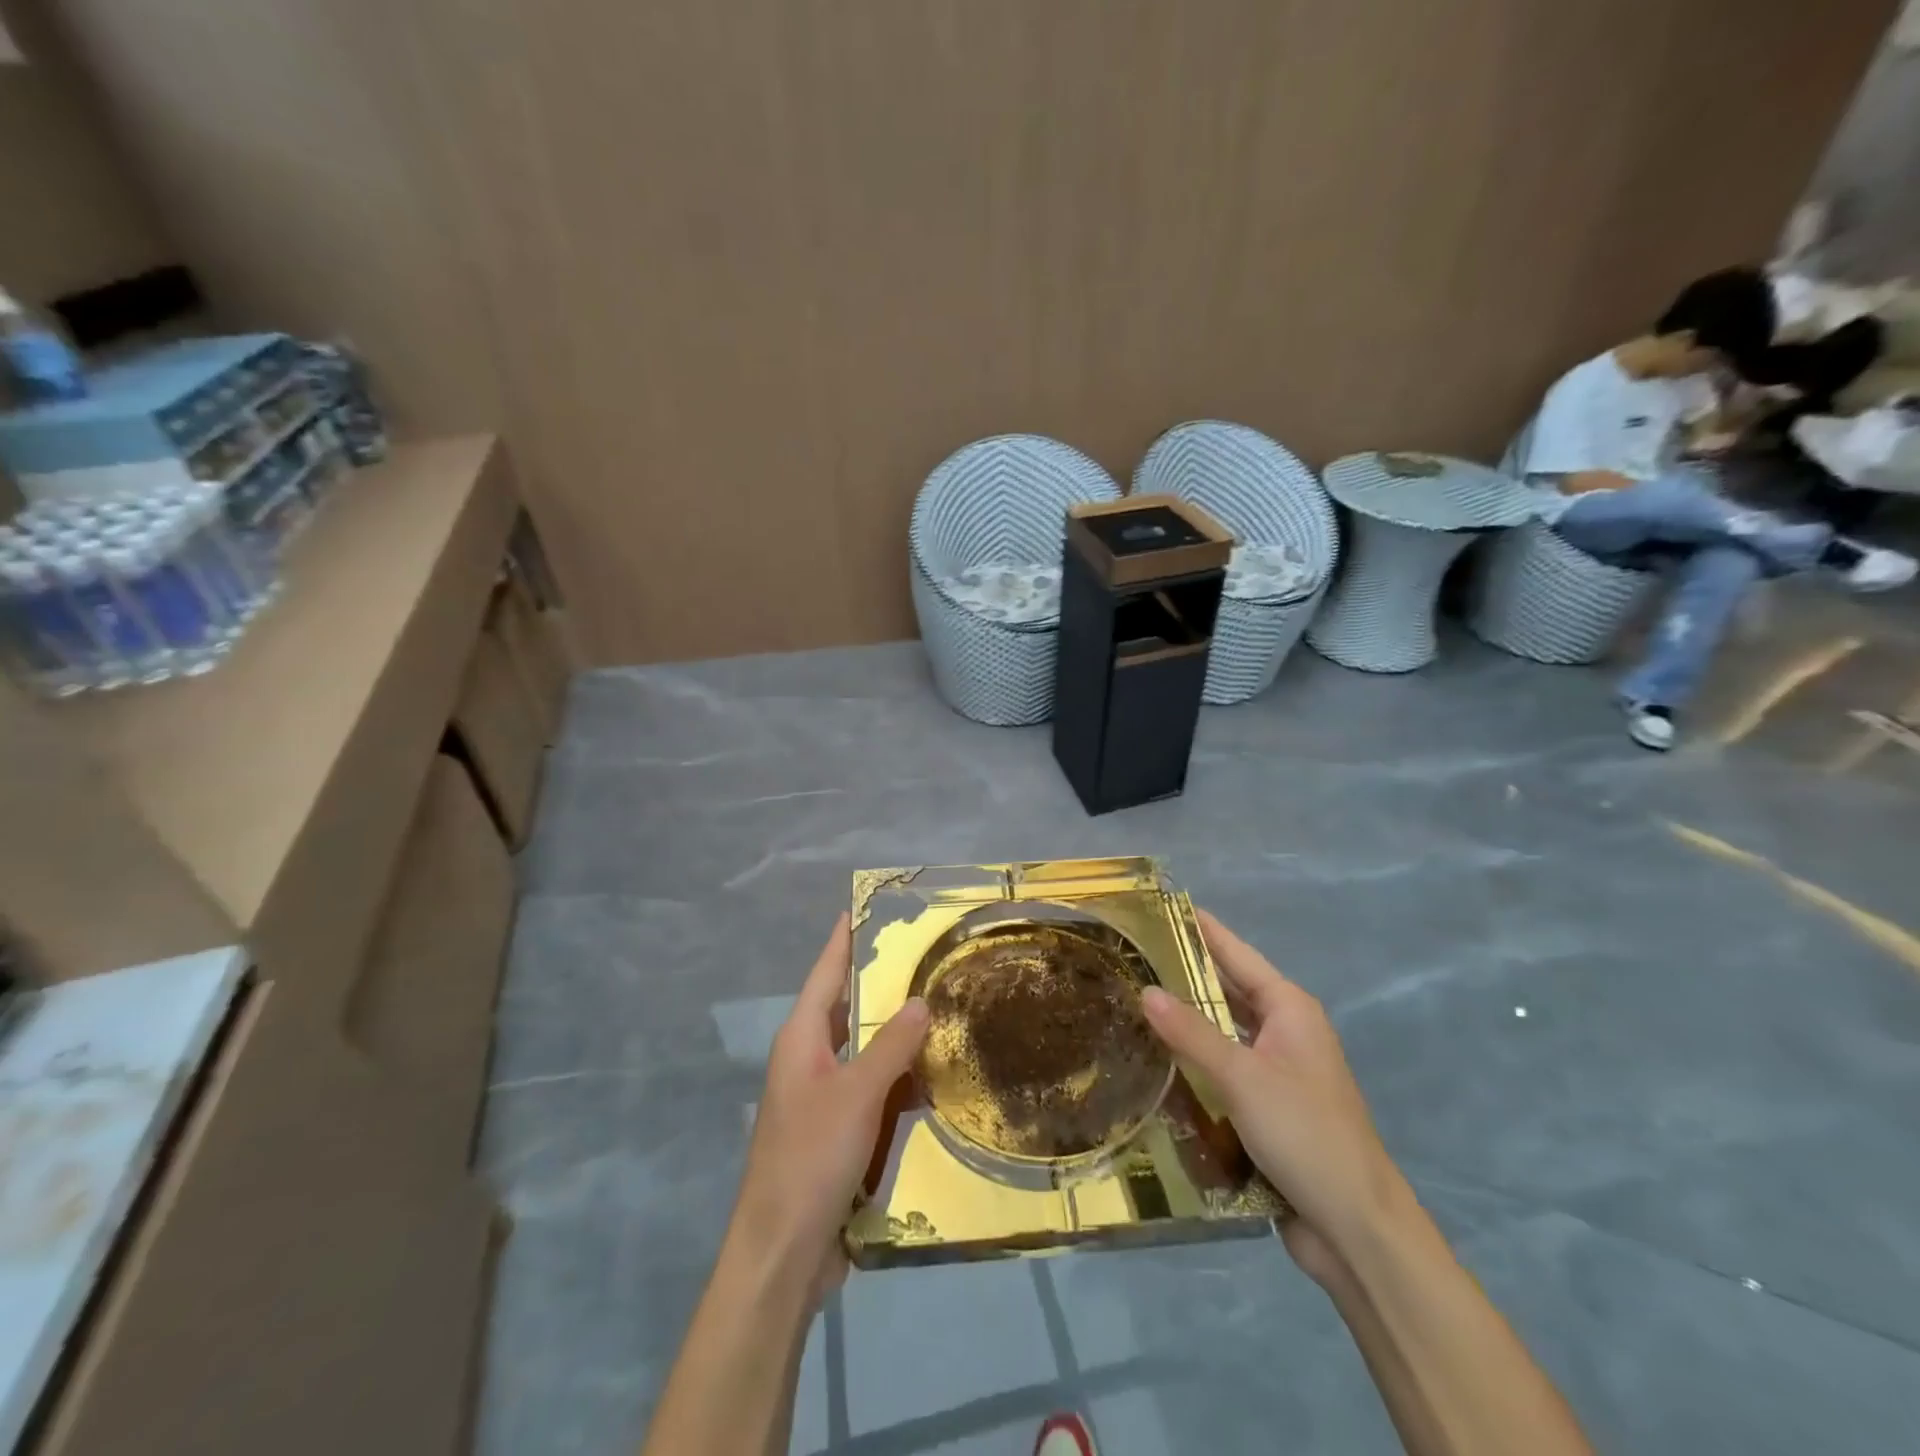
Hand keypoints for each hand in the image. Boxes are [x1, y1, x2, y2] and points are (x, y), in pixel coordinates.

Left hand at [729, 914, 928, 1302]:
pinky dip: (899, 1080)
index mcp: (802, 1039)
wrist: (782, 1253)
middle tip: (926, 958)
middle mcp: (809, 1059)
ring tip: (942, 1009)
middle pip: (848, 1009)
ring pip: (865, 1051)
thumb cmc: (811, 1157)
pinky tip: (934, 1077)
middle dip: (882, 985)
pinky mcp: (837, 1132)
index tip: (862, 908)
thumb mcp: (857, 1094)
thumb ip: (891, 1045)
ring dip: (897, 1036)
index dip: (844, 940)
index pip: (826, 973)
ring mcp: (822, 1098)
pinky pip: (873, 1091)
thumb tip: (920, 1001)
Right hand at [1140, 909, 1403, 1279]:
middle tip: (1132, 955)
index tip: (1160, 908)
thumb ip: (1191, 1033)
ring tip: (1135, 1001)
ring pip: (1224, 1031)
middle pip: (1229, 990)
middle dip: (1185, 974)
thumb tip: (1145, 990)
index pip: (1236, 953)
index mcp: (1289, 1009)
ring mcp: (1279, 1070)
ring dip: (1188, 1020)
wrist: (1356, 1228)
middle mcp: (1286, 1031)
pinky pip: (1225, 1068)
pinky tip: (1159, 1060)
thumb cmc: (1304, 1133)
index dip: (1200, 929)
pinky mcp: (1269, 1106)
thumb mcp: (1241, 1077)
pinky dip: (1195, 1060)